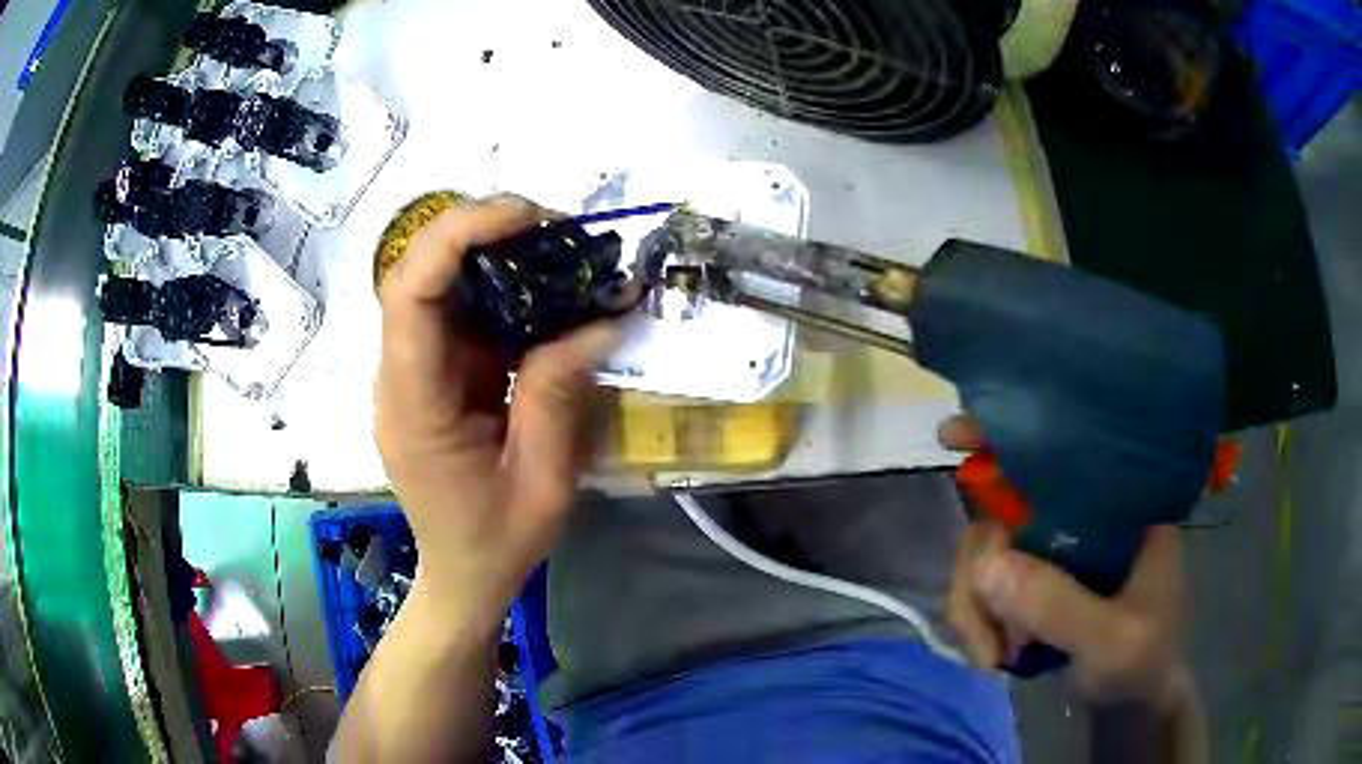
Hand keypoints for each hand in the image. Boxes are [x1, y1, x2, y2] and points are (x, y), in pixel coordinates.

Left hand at [375, 195, 618, 622]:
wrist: (462, 575)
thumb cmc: (498, 541)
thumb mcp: (544, 481)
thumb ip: (558, 395)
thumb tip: (599, 320)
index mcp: (414, 407)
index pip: (409, 296)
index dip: (457, 237)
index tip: (525, 216)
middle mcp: (400, 379)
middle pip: (416, 276)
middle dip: (480, 233)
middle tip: (554, 228)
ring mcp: (412, 375)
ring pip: (438, 288)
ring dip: (494, 257)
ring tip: (559, 252)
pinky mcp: (433, 377)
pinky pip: (459, 317)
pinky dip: (501, 292)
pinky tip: (546, 293)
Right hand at [941, 416, 1190, 708]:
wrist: (1135, 699)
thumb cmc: (1144, 660)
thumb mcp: (1113, 640)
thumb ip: (1060, 606)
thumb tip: (986, 565)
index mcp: (1118, 504)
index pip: (1060, 453)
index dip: (1006, 438)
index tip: (952, 437)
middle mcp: (1080, 516)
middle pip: (1003, 511)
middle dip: (977, 573)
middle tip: (982, 634)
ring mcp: (1054, 549)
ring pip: (986, 553)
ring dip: (975, 608)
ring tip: (993, 657)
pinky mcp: (1035, 581)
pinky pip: (985, 587)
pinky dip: (978, 623)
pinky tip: (994, 656)